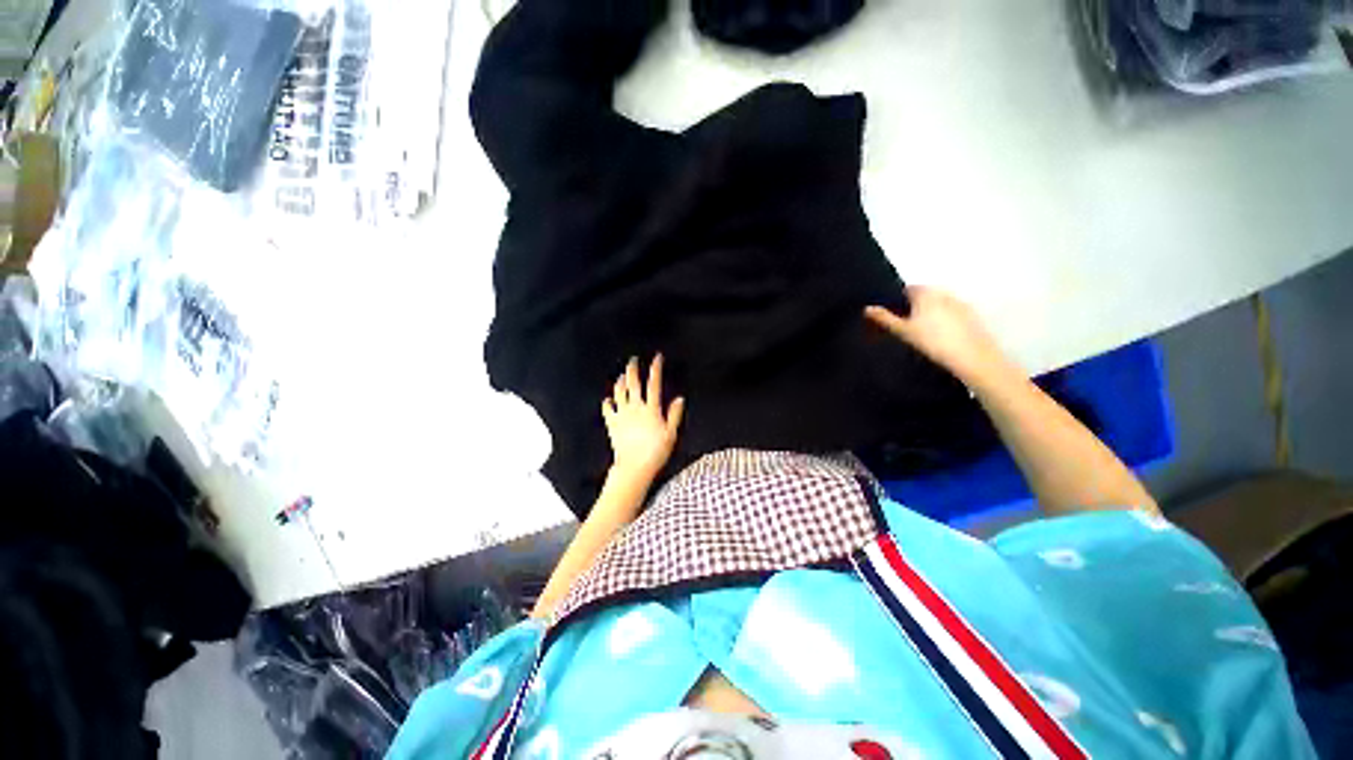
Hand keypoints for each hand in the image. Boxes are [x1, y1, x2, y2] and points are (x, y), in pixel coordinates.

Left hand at [602, 354, 685, 482]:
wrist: (634, 467)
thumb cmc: (656, 452)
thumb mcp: (671, 434)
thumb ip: (674, 415)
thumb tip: (680, 398)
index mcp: (651, 409)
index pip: (654, 384)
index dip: (655, 369)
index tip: (657, 357)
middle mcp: (635, 408)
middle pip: (632, 383)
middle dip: (632, 369)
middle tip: (633, 360)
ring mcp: (622, 415)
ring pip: (618, 392)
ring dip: (620, 381)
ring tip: (621, 376)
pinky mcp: (612, 424)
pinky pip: (607, 409)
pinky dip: (607, 402)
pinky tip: (608, 399)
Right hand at [865, 286, 1013, 386]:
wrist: (972, 357)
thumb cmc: (932, 341)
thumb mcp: (903, 331)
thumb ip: (884, 318)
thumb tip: (867, 308)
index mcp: (925, 293)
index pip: (906, 290)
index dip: (896, 300)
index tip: (890, 315)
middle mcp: (943, 293)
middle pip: (923, 296)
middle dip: (913, 306)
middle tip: (904, 326)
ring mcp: (960, 303)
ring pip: (938, 305)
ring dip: (929, 313)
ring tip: (922, 333)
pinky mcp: (971, 316)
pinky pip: (951, 313)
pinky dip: (944, 320)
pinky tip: (940, 337)